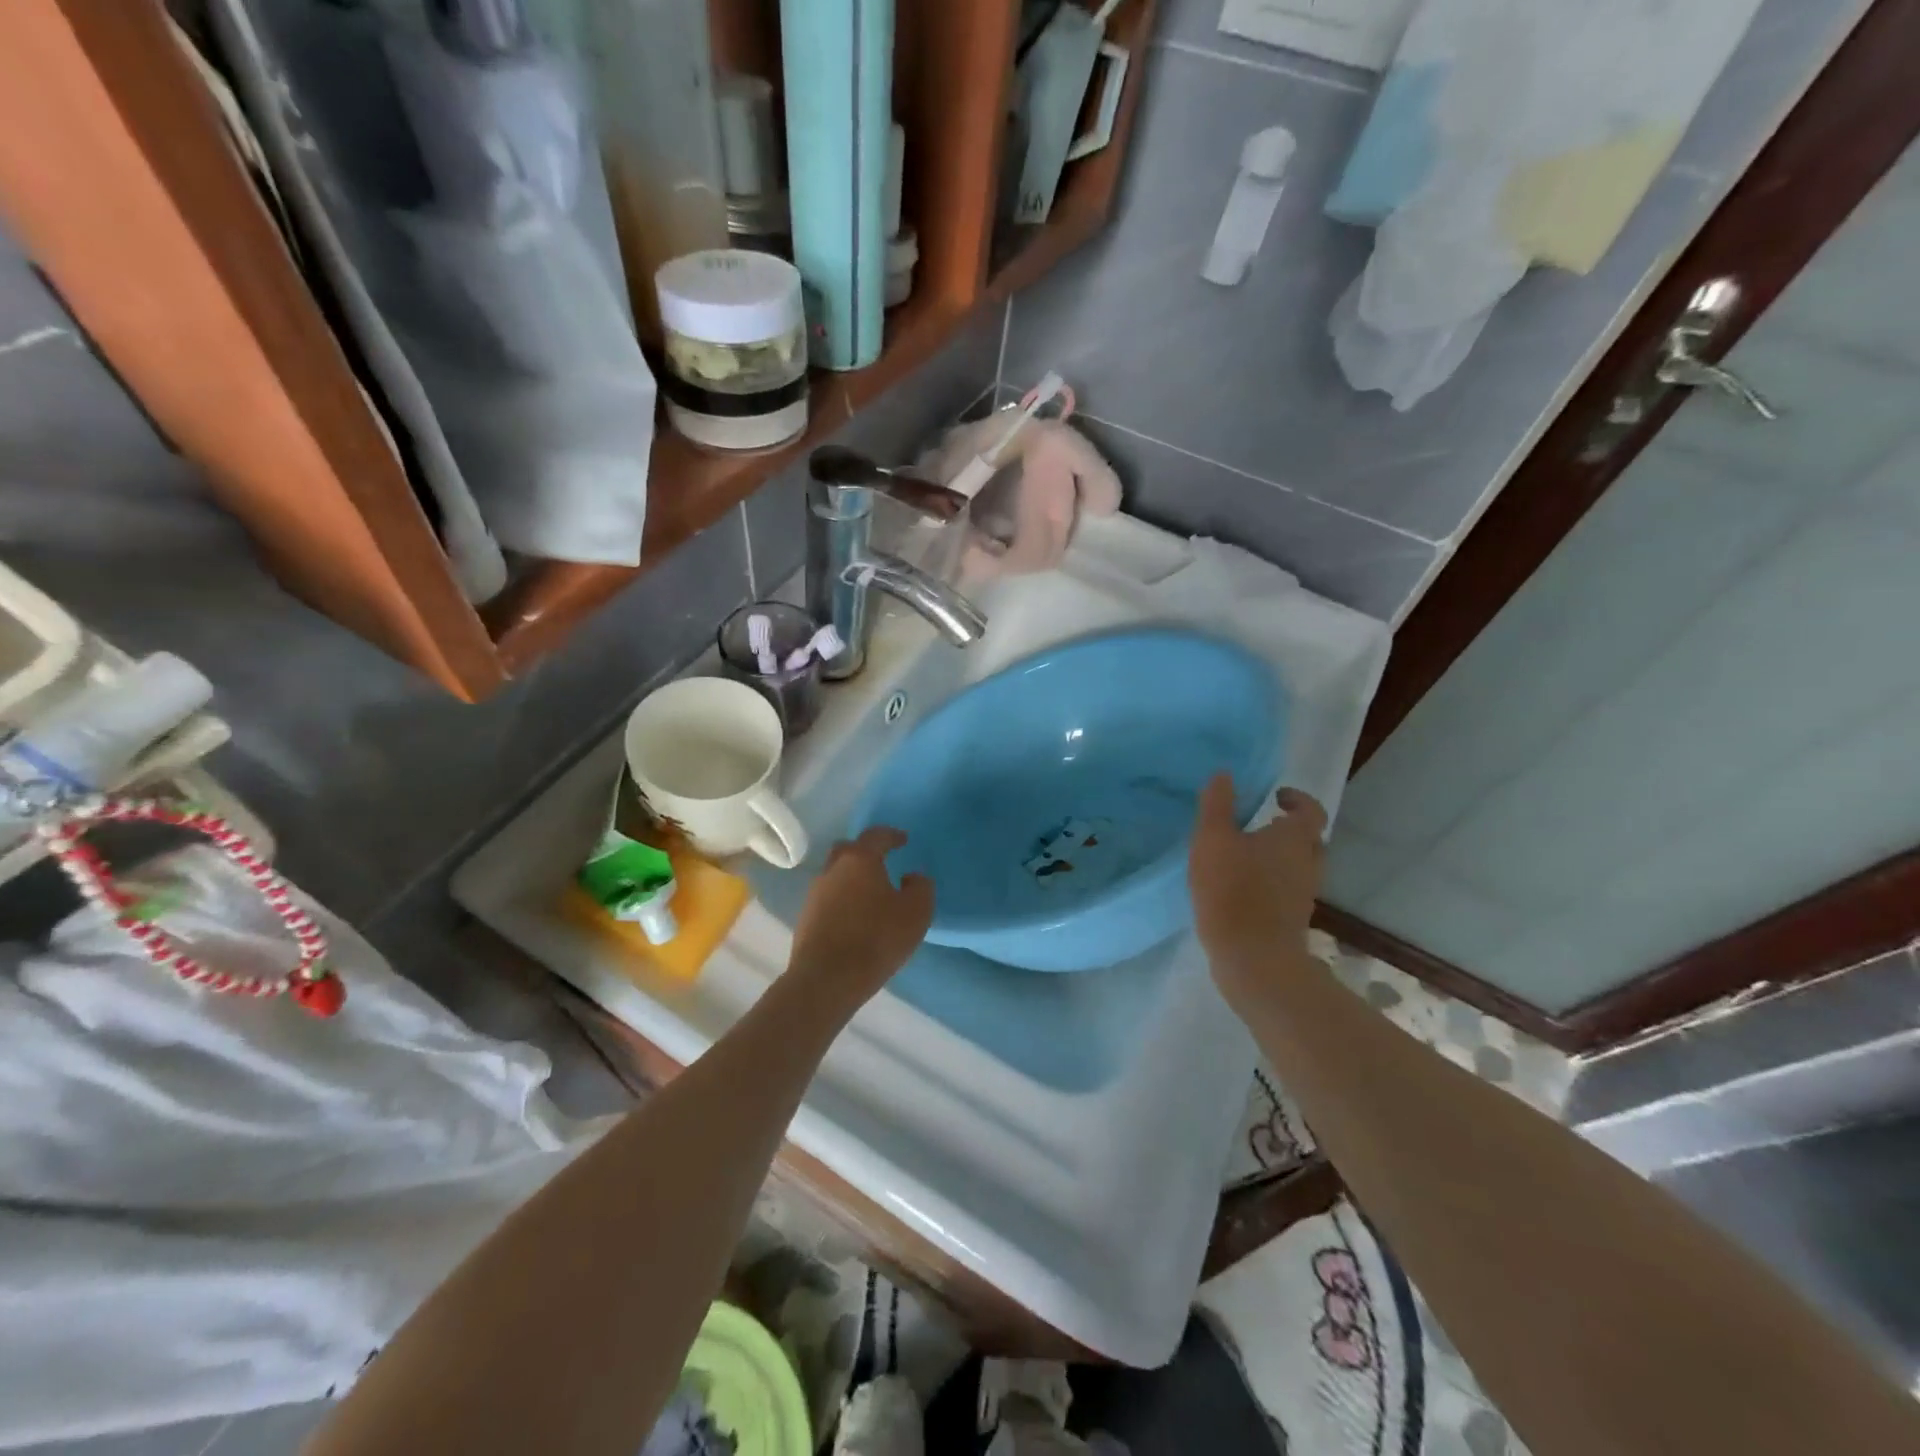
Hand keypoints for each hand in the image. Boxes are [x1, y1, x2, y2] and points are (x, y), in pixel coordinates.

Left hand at [786, 826, 933, 1010]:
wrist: (827, 979)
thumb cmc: (876, 938)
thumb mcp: (916, 912)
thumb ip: (920, 887)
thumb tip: (912, 877)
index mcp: (859, 860)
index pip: (875, 835)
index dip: (891, 835)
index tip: (903, 840)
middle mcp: (833, 869)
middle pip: (848, 850)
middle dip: (865, 852)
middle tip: (882, 862)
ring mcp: (815, 894)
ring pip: (835, 875)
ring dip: (852, 878)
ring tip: (870, 894)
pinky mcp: (805, 918)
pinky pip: (828, 898)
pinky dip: (842, 900)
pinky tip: (854, 917)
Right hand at [1189, 774, 1326, 1009]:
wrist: (1253, 958)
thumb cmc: (1233, 890)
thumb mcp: (1213, 839)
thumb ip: (1217, 804)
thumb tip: (1224, 774)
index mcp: (1295, 838)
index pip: (1311, 810)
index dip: (1297, 800)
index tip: (1275, 798)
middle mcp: (1308, 863)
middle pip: (1309, 839)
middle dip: (1289, 829)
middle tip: (1260, 824)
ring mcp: (1304, 895)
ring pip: (1299, 867)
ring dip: (1280, 857)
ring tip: (1246, 857)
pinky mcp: (1293, 920)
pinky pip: (1288, 890)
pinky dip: (1273, 883)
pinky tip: (1243, 888)